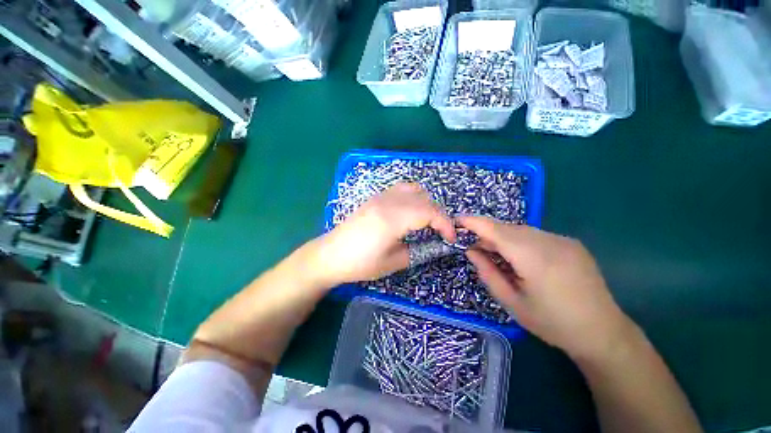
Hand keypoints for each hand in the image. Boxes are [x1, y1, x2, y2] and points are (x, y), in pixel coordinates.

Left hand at [309, 183, 454, 286]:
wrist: (331, 255)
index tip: (450, 238)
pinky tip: (409, 212)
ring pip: (413, 189)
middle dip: (438, 214)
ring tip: (426, 220)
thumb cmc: (360, 263)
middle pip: (424, 198)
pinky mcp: (375, 198)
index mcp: (392, 219)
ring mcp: (380, 197)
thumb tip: (432, 244)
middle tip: (439, 232)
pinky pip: (400, 189)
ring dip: (426, 203)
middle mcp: (387, 202)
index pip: (429, 211)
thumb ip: (417, 251)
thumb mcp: (393, 262)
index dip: (445, 223)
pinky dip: (413, 197)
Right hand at [459, 216, 633, 358]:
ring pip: (521, 230)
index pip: (497, 231)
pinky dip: (519, 240)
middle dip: (487, 233)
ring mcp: (564, 240)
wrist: (603, 332)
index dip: (475, 223)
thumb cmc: (552, 323)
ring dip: (503, 237)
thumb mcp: (512, 302)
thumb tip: (470, 250)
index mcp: (535, 259)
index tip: (458, 220)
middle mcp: (550, 242)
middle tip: (475, 247)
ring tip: (495, 254)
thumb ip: (487, 272)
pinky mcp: (571, 243)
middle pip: (508, 228)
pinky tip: (519, 257)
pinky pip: (535, 235)